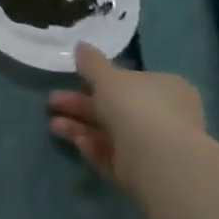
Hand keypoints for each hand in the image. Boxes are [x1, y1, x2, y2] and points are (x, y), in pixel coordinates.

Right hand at [48, 43, 205, 190]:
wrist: (159, 159)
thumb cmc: (136, 106)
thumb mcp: (108, 77)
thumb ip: (92, 63)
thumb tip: (81, 46)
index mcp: (165, 88)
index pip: (131, 81)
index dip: (101, 80)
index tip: (75, 80)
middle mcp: (165, 116)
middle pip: (115, 108)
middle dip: (81, 105)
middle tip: (53, 102)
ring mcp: (155, 146)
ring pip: (110, 133)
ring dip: (80, 127)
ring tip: (53, 125)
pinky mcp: (143, 172)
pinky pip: (114, 155)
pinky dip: (94, 147)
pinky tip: (77, 142)